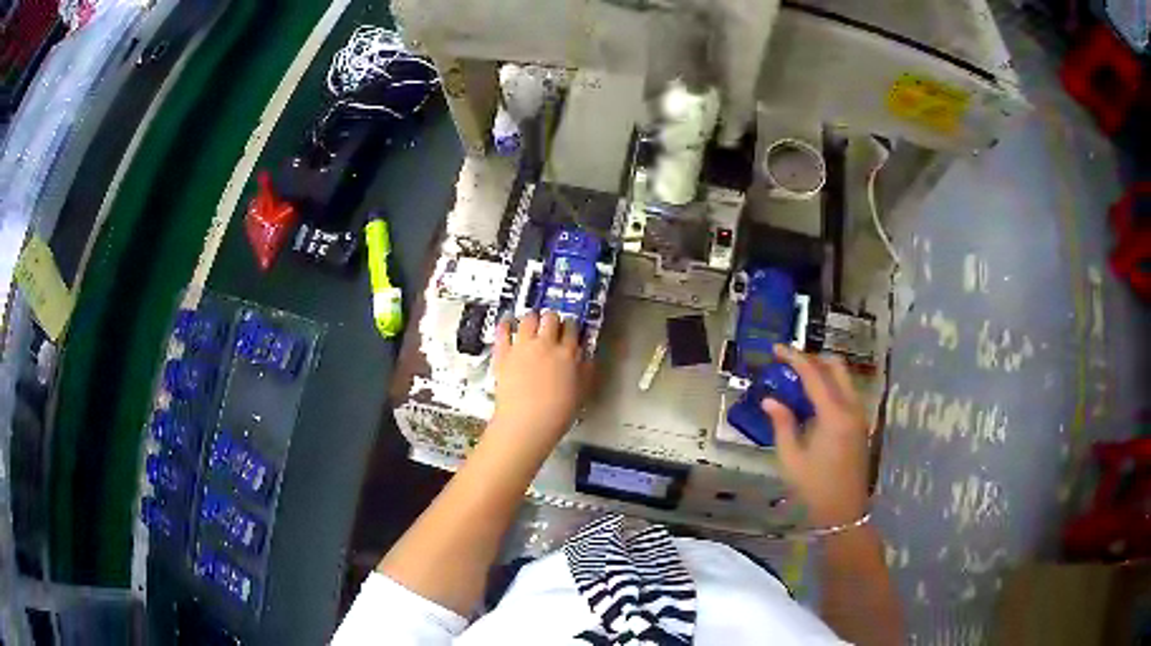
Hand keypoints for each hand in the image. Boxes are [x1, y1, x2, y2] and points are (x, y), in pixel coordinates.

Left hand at [489, 311, 587, 454]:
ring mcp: (522, 346)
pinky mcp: (503, 353)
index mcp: (568, 353)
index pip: (572, 328)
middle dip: (552, 319)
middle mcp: (546, 344)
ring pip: (528, 318)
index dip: (571, 326)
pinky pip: (503, 331)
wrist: (526, 423)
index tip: (569, 329)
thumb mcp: (581, 393)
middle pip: (550, 318)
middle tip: (551, 325)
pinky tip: (507, 323)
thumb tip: (586, 358)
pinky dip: (506, 325)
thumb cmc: (557, 414)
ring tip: (531, 322)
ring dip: (531, 318)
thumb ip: (585, 371)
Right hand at [762, 345, 870, 526]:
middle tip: (790, 362)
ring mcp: (859, 415)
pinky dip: (830, 386)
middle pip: (836, 367)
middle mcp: (851, 408)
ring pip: (844, 378)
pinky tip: (813, 400)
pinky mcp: (860, 424)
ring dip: (823, 371)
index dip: (794, 358)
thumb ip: (782, 424)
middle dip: (813, 358)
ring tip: (798, 379)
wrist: (843, 511)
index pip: (814, 375)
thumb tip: (771, 400)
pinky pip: (846, 392)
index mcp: (833, 415)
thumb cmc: (814, 487)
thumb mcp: (791, 458)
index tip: (776, 349)